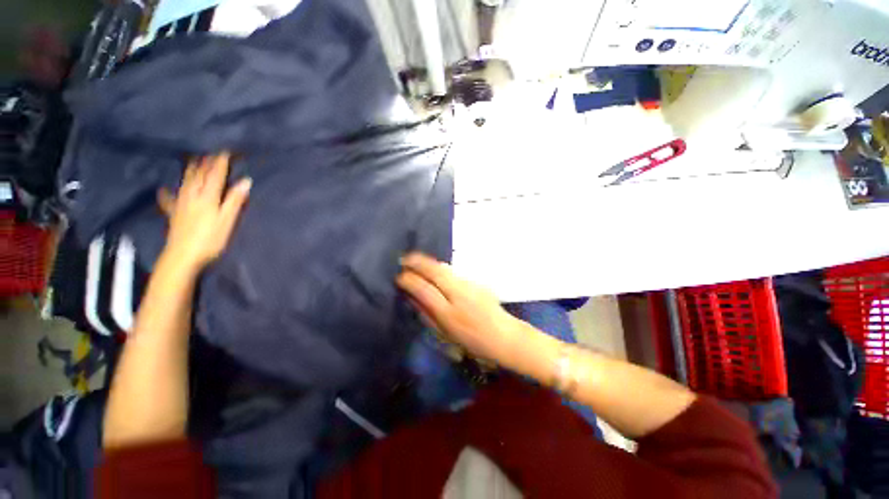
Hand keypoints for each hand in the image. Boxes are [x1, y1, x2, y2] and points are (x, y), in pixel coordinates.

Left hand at [157, 152, 250, 271]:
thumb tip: (245, 181)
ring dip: (190, 170)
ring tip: (192, 161)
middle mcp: (193, 196)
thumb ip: (235, 200)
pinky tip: (164, 189)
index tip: (225, 150)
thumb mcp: (227, 220)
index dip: (220, 163)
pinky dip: (168, 193)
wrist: (183, 256)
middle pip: (199, 175)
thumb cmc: (210, 239)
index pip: (215, 175)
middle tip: (210, 152)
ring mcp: (181, 204)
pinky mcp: (175, 214)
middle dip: (205, 163)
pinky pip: (170, 200)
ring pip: (186, 182)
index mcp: (208, 197)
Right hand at [396, 252, 519, 362]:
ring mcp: (469, 285)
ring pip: (445, 268)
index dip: (410, 281)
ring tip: (416, 259)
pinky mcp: (476, 281)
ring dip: (429, 262)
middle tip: (404, 258)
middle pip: (436, 272)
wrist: (503, 336)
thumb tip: (412, 297)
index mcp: (449, 314)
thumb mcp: (445, 334)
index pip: (425, 290)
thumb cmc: (472, 342)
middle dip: (418, 262)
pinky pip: (453, 272)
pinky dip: (440, 267)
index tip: (399, 277)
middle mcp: (459, 295)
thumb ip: (427, 314)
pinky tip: (434, 268)